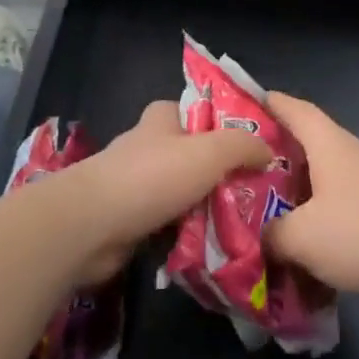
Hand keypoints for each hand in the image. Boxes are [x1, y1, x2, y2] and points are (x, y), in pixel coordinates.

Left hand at [61, 100, 271, 283]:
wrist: (90, 226)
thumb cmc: (152, 177)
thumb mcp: (210, 152)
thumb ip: (243, 146)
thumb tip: (268, 150)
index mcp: (160, 121)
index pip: (187, 110)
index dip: (213, 123)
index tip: (242, 145)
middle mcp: (144, 148)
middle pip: (184, 154)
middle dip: (211, 171)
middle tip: (247, 192)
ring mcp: (130, 186)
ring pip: (174, 191)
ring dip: (197, 207)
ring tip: (235, 224)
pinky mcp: (123, 221)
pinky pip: (161, 224)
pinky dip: (179, 234)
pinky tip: (204, 248)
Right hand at [262, 92, 358, 303]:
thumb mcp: (302, 237)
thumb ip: (272, 234)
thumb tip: (260, 238)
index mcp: (328, 144)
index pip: (295, 109)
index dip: (271, 103)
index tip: (245, 103)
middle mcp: (350, 155)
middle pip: (307, 145)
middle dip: (276, 156)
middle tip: (243, 171)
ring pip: (324, 180)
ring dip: (298, 194)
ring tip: (267, 213)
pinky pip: (342, 208)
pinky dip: (321, 220)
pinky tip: (306, 248)